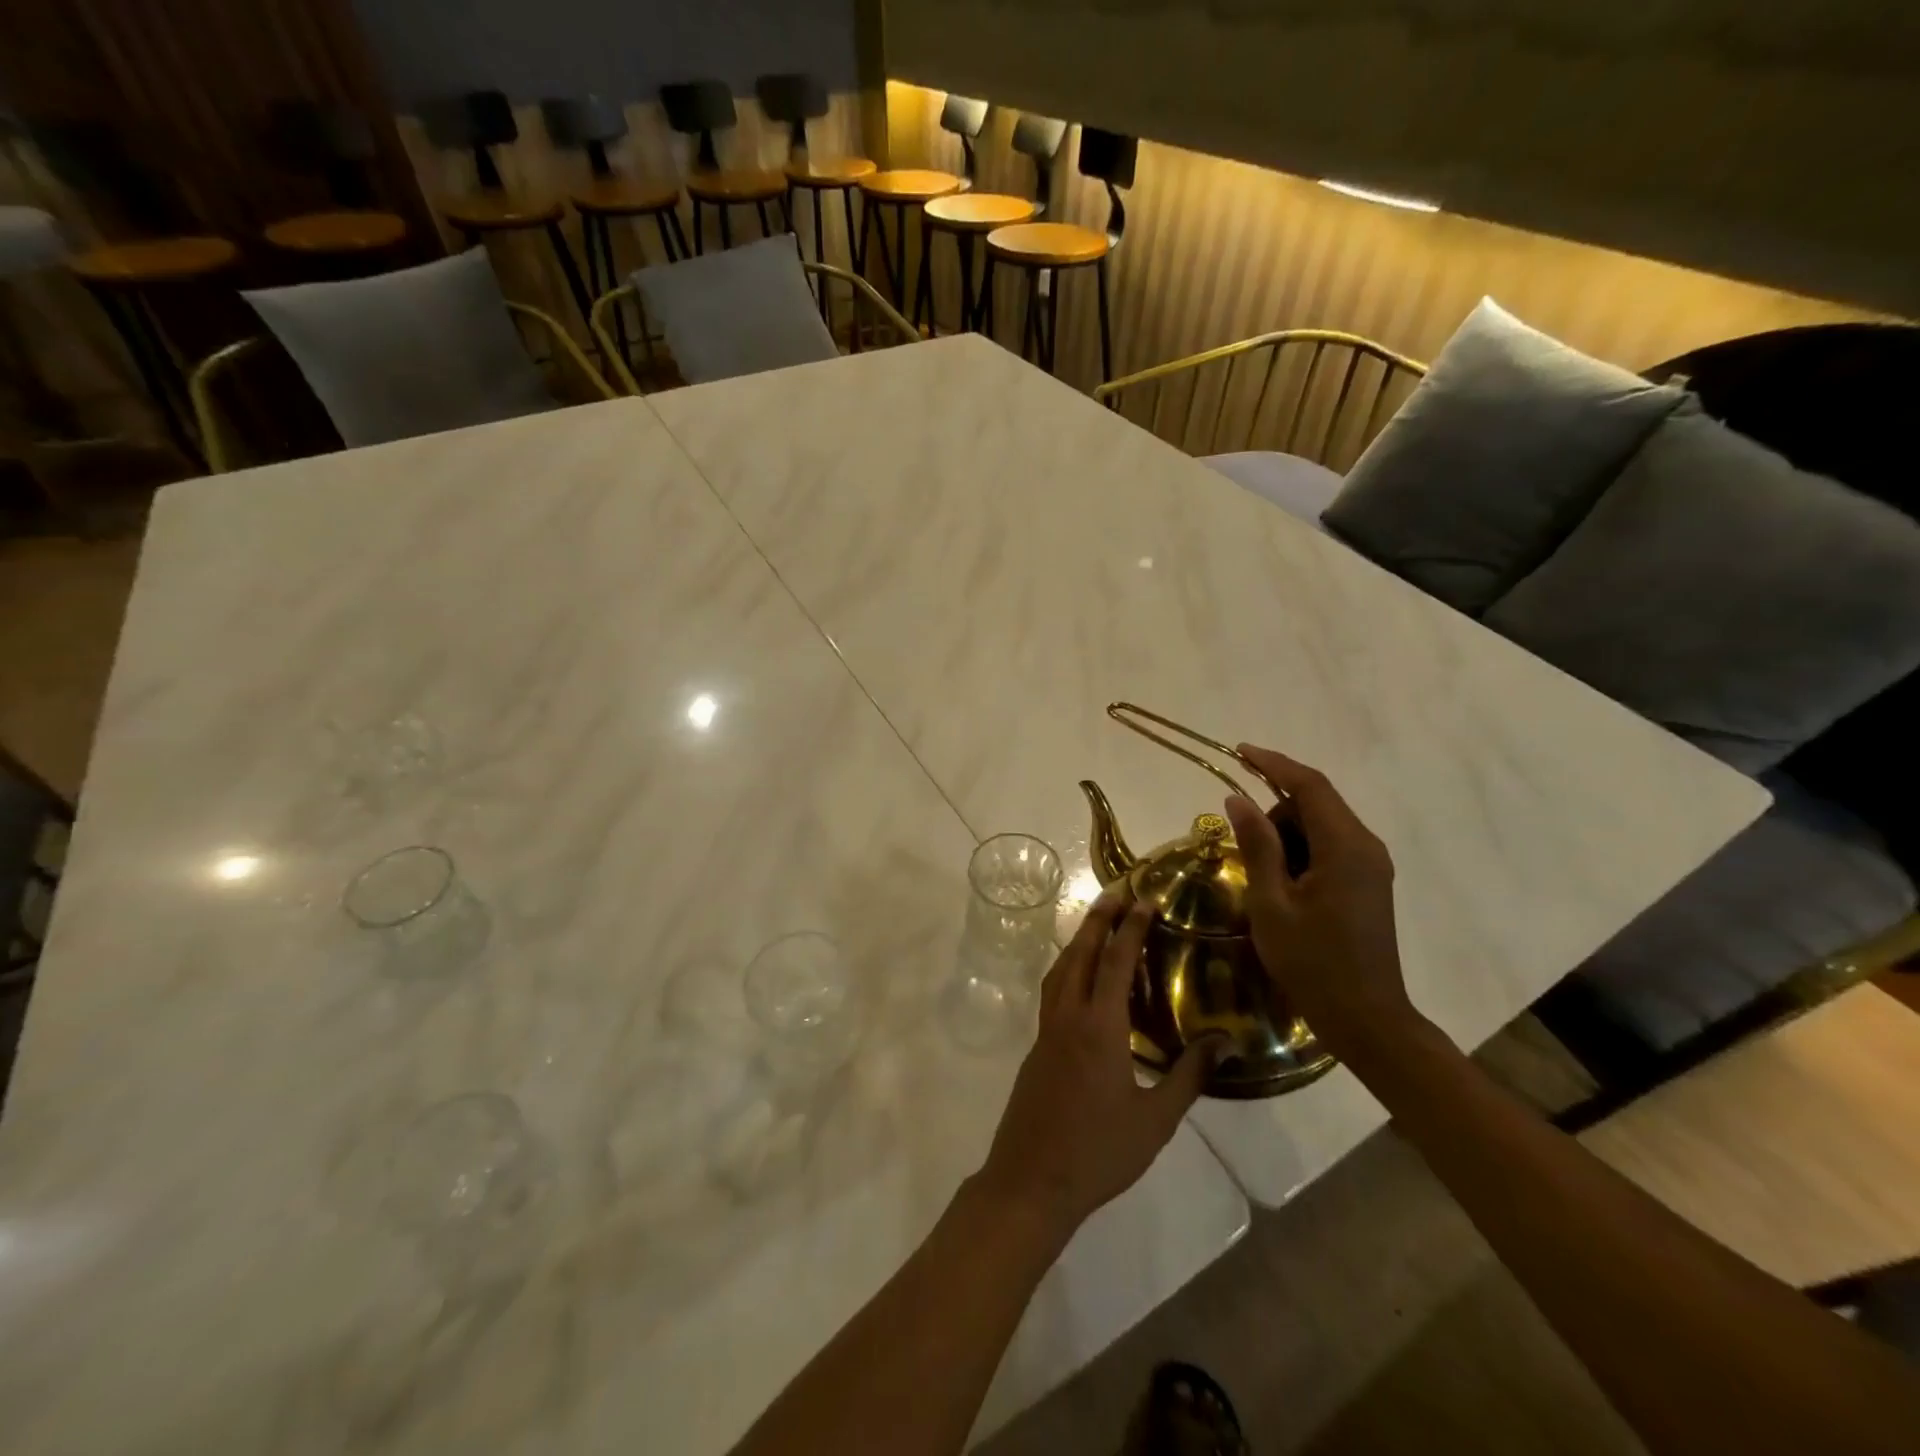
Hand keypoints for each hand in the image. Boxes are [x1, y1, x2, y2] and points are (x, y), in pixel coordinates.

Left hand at [973, 888, 1216, 1237]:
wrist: (1031, 1180)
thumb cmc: (1098, 1152)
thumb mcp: (1155, 1119)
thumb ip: (1188, 1076)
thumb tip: (1225, 1042)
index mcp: (1098, 1027)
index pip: (1114, 963)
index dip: (1130, 928)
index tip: (1143, 899)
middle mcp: (1068, 1016)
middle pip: (1079, 953)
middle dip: (1097, 920)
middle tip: (1115, 893)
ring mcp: (1046, 1030)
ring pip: (1060, 970)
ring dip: (1077, 941)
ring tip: (1096, 925)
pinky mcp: (1036, 1046)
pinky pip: (1052, 991)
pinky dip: (1067, 968)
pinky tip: (1079, 979)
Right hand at [1221, 746, 1418, 1065]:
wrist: (1366, 1018)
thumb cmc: (1312, 962)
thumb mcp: (1271, 903)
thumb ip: (1256, 846)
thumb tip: (1237, 799)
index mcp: (1346, 847)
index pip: (1310, 786)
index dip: (1273, 764)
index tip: (1238, 751)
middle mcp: (1366, 846)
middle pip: (1316, 803)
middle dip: (1274, 811)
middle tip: (1241, 844)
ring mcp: (1372, 865)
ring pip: (1321, 826)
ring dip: (1286, 835)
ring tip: (1263, 878)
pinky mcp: (1369, 882)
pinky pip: (1330, 847)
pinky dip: (1301, 851)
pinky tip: (1282, 884)